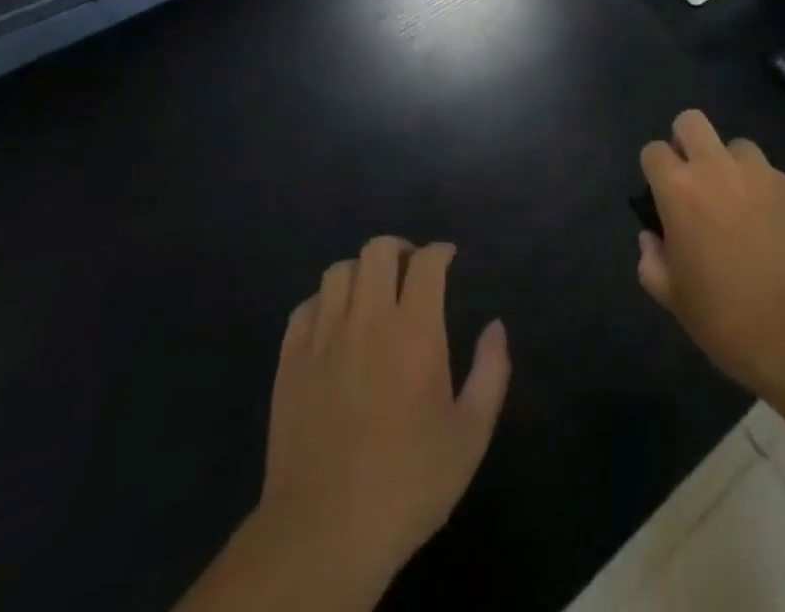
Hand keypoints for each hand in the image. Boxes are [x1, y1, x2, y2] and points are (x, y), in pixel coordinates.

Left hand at [257, 239, 510, 595]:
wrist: (323, 533)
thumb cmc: (409, 482)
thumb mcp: (471, 434)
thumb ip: (491, 371)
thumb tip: (495, 327)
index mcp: (414, 329)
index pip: (426, 262)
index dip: (440, 251)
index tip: (448, 258)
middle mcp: (368, 319)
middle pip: (378, 250)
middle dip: (399, 250)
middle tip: (410, 273)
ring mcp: (323, 338)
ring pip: (338, 271)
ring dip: (360, 273)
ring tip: (371, 296)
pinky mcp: (289, 363)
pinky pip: (304, 308)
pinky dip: (323, 304)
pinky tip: (334, 326)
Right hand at [637, 111, 784, 396]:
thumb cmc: (729, 319)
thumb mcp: (675, 300)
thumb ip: (653, 262)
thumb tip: (652, 239)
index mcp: (680, 191)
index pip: (654, 151)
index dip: (655, 169)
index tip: (662, 195)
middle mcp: (718, 168)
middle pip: (692, 122)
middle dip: (687, 141)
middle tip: (695, 180)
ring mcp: (762, 173)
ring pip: (737, 146)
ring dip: (732, 167)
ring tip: (741, 205)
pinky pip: (773, 176)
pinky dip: (767, 193)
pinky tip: (777, 229)